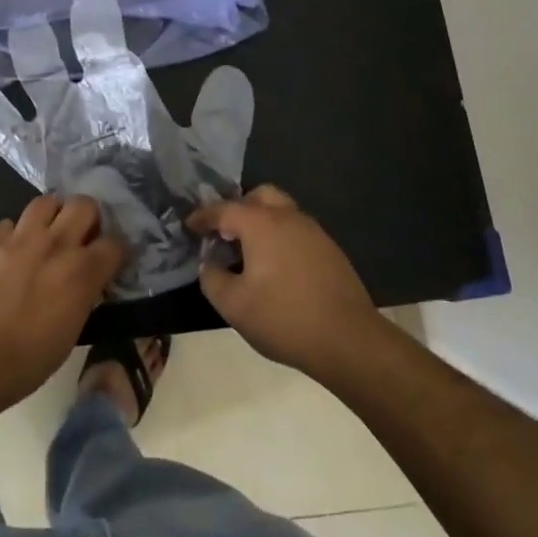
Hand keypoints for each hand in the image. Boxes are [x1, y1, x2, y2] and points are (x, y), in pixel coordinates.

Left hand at [0, 195, 126, 410]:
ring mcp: (18, 238)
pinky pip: (9, 223)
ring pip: (46, 202)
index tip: (111, 262)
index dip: (116, 252)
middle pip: (84, 204)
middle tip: (81, 238)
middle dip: (88, 218)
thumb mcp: (71, 332)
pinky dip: (15, 234)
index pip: (115, 243)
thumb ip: (84, 295)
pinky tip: (11, 253)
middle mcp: (54, 244)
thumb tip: (87, 282)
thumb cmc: (27, 360)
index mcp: (81, 271)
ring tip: (48, 235)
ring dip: (53, 215)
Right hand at [190, 185, 384, 381]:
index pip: (223, 209)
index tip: (189, 226)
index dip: (202, 217)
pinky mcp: (330, 250)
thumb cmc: (284, 318)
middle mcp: (288, 217)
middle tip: (224, 232)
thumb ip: (212, 278)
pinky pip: (297, 231)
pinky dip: (280, 238)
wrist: (348, 340)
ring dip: (261, 222)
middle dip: (238, 208)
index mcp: (261, 224)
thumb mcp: (233, 305)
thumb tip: (211, 264)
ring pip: (282, 212)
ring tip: (248, 251)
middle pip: (259, 196)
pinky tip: (276, 267)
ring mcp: (314, 232)